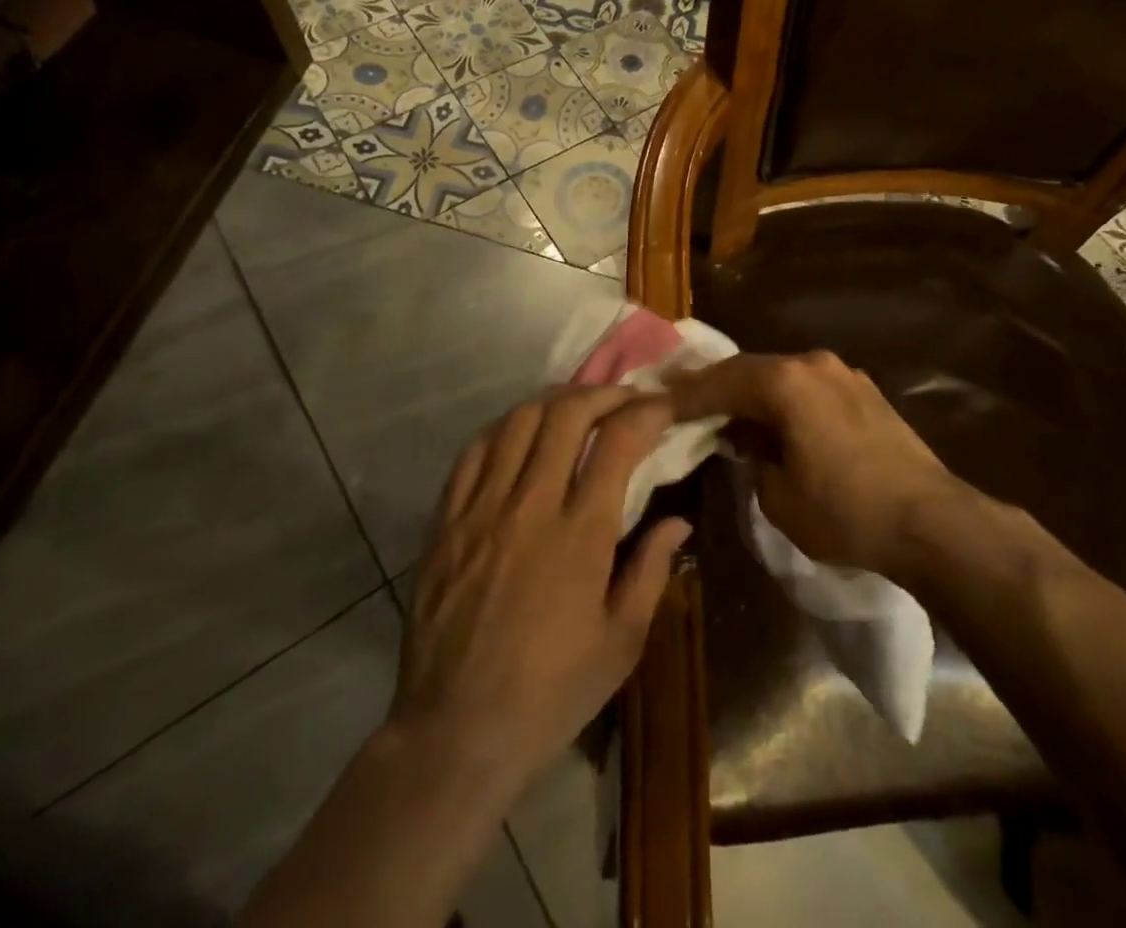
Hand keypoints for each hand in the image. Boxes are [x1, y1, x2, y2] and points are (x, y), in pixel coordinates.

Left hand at [390, 386, 691, 791]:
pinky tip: (521, 434)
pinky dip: (504, 428)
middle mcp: (529, 507)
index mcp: (580, 536)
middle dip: (603, 393)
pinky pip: (473, 451)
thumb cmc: (551, 693)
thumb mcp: (621, 643)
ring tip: (577, 407)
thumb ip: (652, 570)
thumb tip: (679, 520)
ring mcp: (481, 509)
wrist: (455, 732)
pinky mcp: (446, 521)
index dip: (646, 411)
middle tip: (624, 398)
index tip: (663, 406)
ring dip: (555, 401)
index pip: (617, 441)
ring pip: (518, 421)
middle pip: (566, 414)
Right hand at [666, 350, 960, 576]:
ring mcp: (844, 374)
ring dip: (752, 393)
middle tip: (682, 399)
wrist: (931, 521)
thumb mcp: (778, 496)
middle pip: (750, 369)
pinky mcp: (865, 392)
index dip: (686, 395)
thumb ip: (753, 458)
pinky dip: (784, 400)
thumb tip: (753, 442)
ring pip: (782, 376)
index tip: (656, 402)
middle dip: (716, 387)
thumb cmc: (845, 512)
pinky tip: (775, 421)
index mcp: (786, 382)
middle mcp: (813, 364)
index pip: (721, 381)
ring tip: (726, 412)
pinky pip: (809, 387)